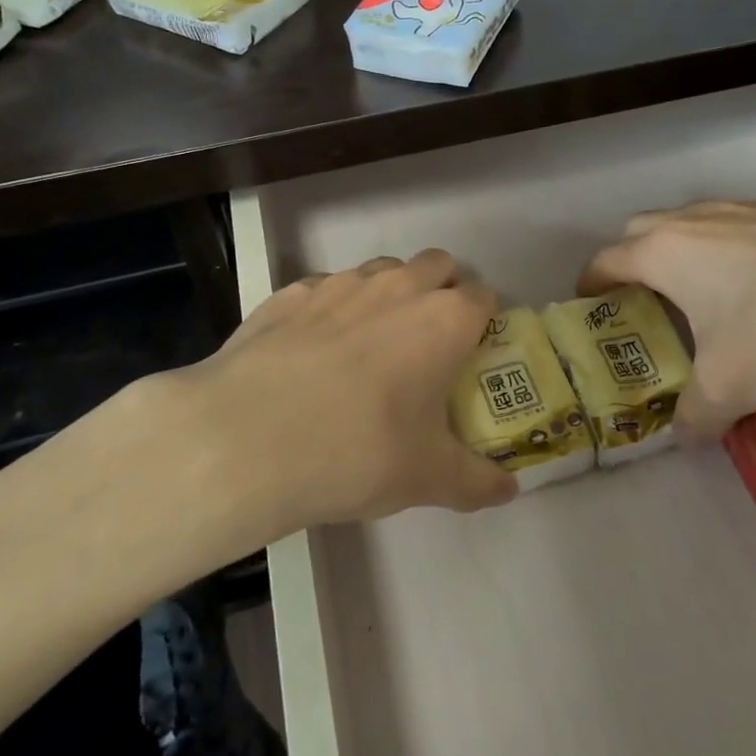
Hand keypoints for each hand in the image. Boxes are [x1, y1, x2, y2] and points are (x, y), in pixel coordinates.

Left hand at [155, 250, 517, 536]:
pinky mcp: (289, 293)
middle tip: (427, 344)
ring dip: (388, 294)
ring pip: (381, 270)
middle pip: (437, 265)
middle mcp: (397, 286)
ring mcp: (339, 283)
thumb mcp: (428, 479)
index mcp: (444, 319)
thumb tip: (508, 490)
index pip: (483, 295)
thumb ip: (477, 482)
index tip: (471, 353)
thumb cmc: (358, 451)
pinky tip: (312, 352)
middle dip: (441, 291)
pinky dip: (332, 309)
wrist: (247, 438)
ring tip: (370, 346)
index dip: (482, 321)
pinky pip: (325, 288)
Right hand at [581, 199, 755, 437]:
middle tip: (649, 302)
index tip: (590, 306)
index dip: (591, 284)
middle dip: (635, 260)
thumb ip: (696, 414)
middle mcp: (699, 218)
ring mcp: (752, 206)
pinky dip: (747, 248)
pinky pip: (754, 225)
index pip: (607, 260)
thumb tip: (685, 437)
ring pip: (700, 221)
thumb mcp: (732, 389)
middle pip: (644, 229)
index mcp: (667, 252)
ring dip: (691, 251)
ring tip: (713, 294)